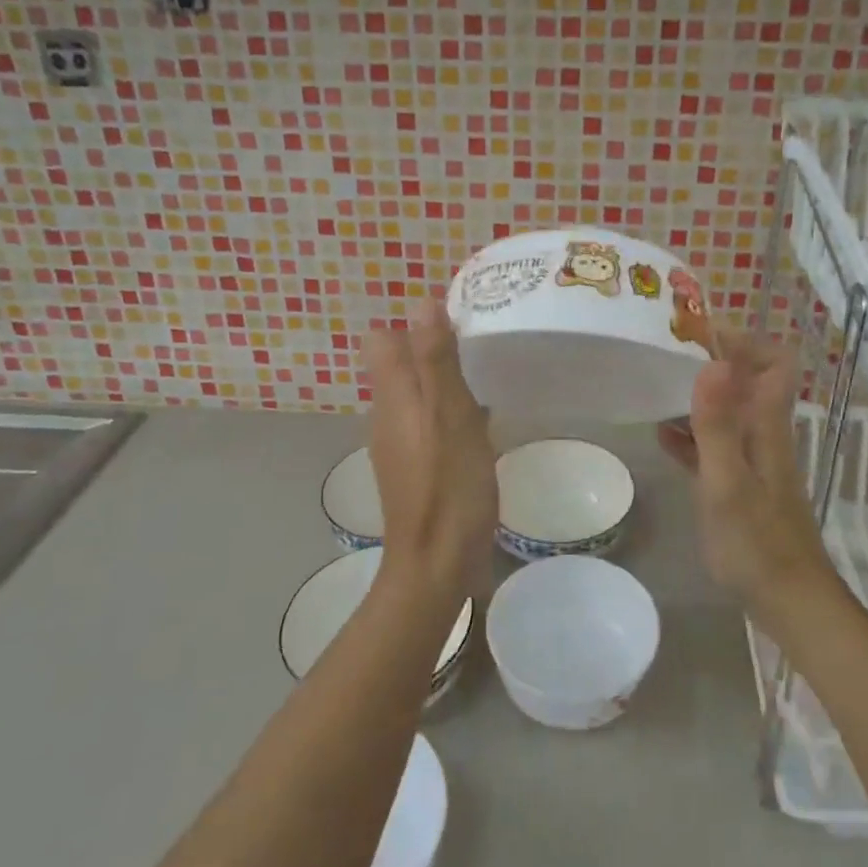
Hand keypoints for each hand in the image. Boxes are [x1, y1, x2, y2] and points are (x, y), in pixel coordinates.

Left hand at [362, 301, 498, 597]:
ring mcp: (398, 445)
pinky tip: (481, 428)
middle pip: (398, 365)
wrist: (435, 564)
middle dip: (432, 349)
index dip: (413, 324)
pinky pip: (427, 424)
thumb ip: (436, 360)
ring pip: (415, 395)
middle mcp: (387, 415)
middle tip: (479, 347)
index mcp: (393, 396)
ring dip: (443, 383)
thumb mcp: (450, 415)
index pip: (382, 340)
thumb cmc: (448, 486)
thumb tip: (421, 302)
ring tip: (486, 381)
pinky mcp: (414, 468)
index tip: (454, 323)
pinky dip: (449, 415)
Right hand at [657, 332, 838, 620]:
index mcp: (767, 428)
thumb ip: (719, 425)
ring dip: (698, 396)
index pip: (774, 363)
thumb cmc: (757, 545)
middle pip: (747, 382)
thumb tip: (716, 361)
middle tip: (666, 355)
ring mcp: (753, 460)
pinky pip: (715, 445)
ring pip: (728, 412)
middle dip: (712, 361)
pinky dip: (691, 434)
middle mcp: (764, 435)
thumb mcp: (727, 483)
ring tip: (656, 387)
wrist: (789, 603)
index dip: (744, 340)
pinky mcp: (741, 484)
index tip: (700, 332)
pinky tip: (662, 436)